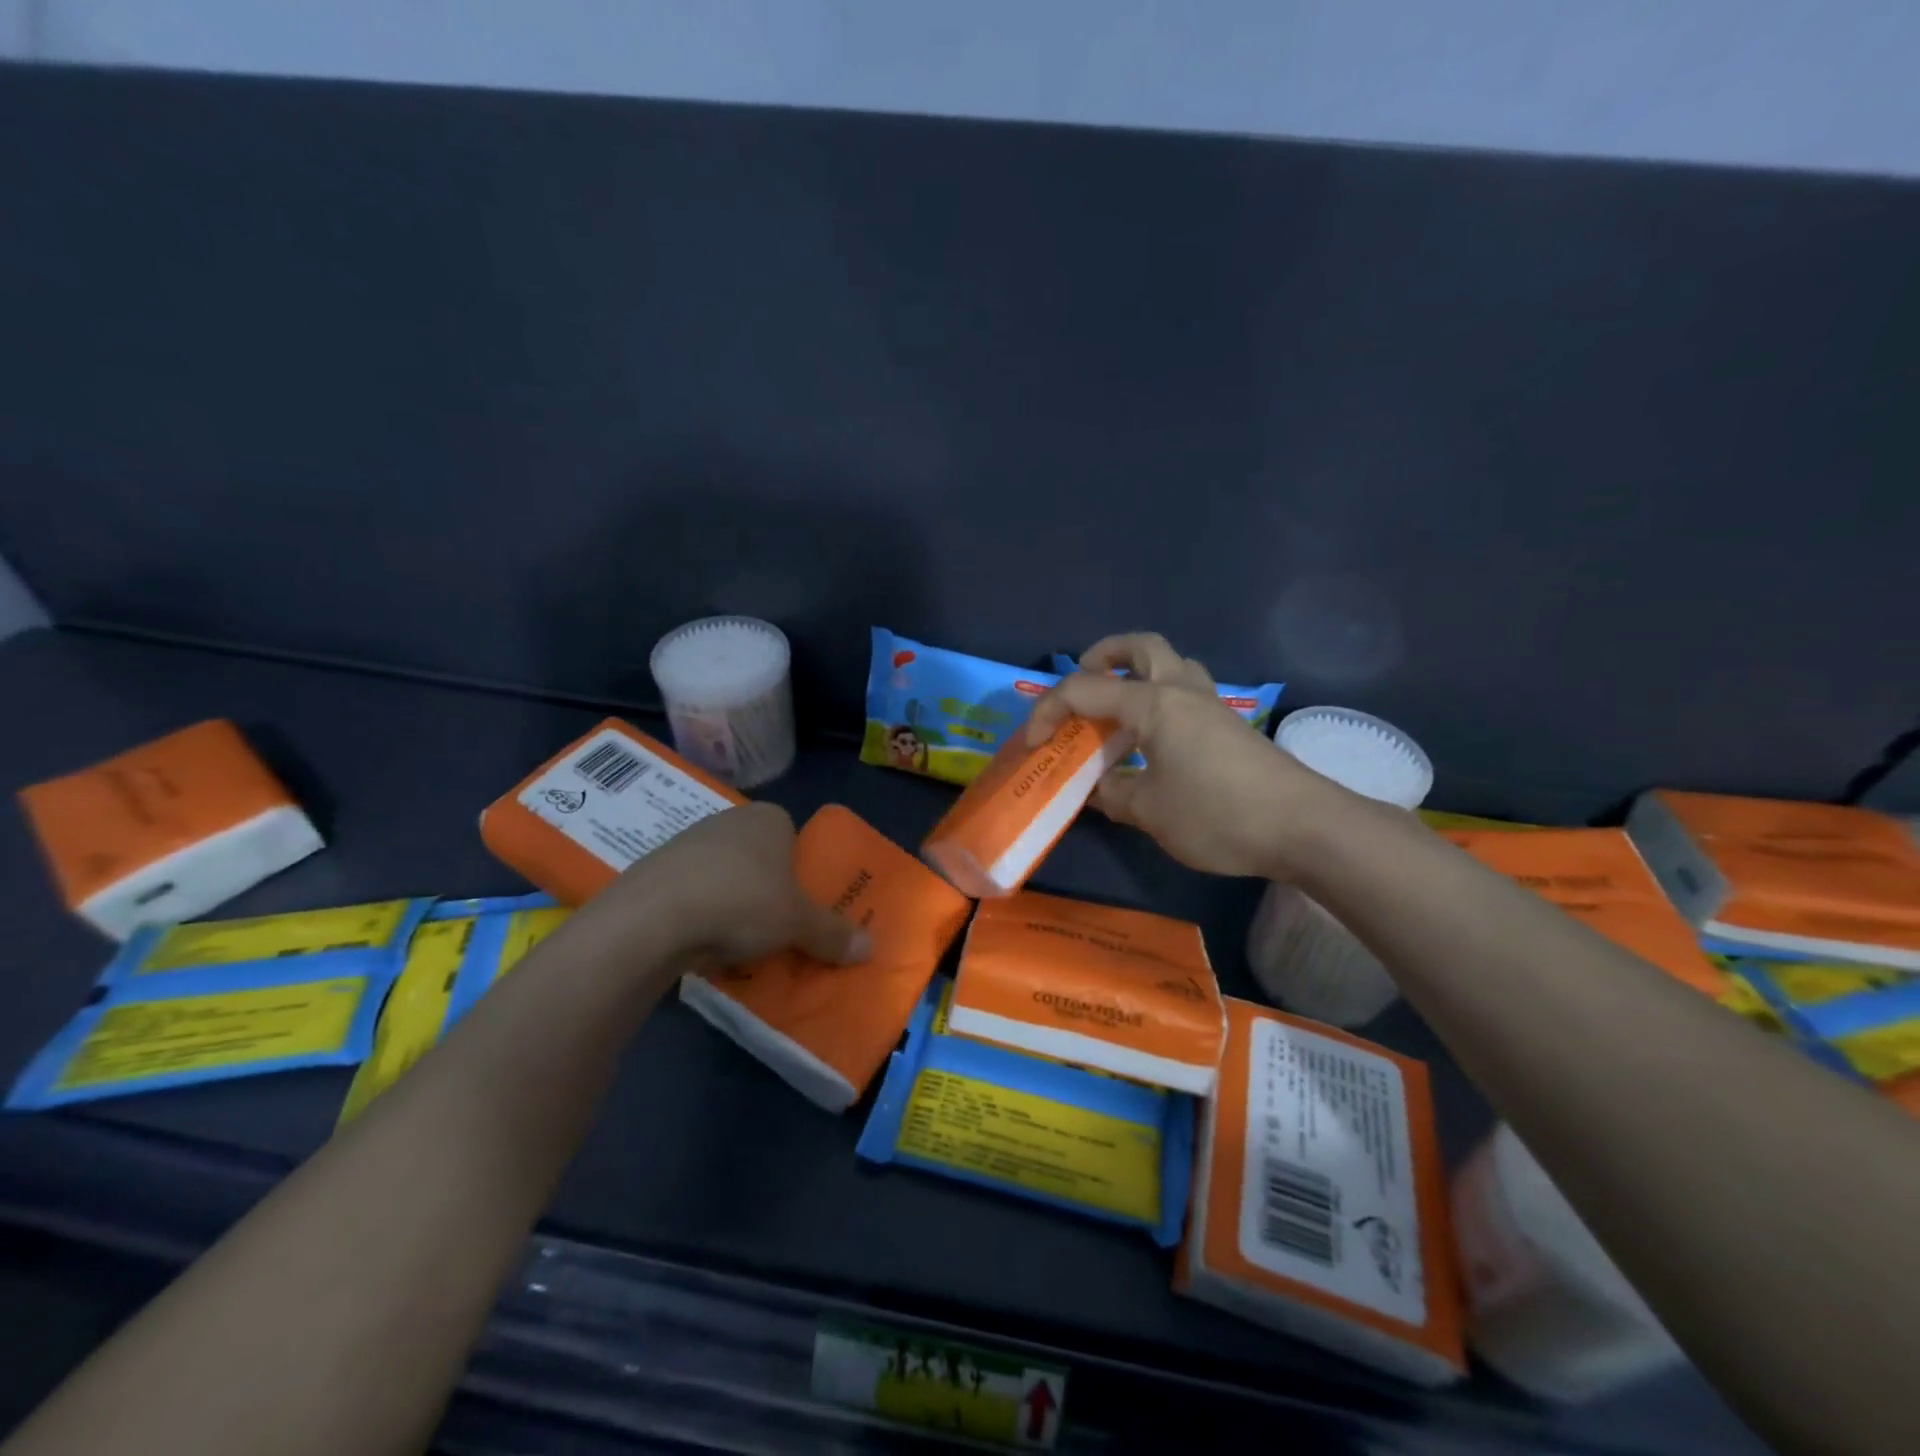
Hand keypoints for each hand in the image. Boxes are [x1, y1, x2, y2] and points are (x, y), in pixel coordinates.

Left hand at [583, 802, 872, 968]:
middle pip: (758, 856)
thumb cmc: (741, 902)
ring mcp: (685, 842)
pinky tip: (699, 941)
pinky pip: (690, 890)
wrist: (651, 918)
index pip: (794, 836)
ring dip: (730, 902)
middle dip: (766, 888)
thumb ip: (833, 934)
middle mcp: (728, 820)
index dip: (800, 870)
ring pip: (722, 874)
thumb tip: (871, 949)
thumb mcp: (797, 923)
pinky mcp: (653, 869)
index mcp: (768, 818)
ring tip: (736, 941)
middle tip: (775, 925)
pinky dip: (698, 912)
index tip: (800, 903)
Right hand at [1026, 632, 1342, 878]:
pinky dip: (1160, 699)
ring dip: (1137, 672)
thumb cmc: (1218, 814)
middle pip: (1141, 646)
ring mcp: (1211, 704)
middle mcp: (1181, 690)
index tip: (1031, 745)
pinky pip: (1186, 691)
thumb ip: (1113, 794)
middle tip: (1083, 682)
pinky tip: (1153, 739)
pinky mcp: (1229, 724)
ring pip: (1170, 663)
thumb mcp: (1150, 812)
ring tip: (1117, 709)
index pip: (1084, 691)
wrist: (1304, 826)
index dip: (1047, 713)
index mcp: (1153, 704)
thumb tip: (1096, 788)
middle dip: (1103, 655)